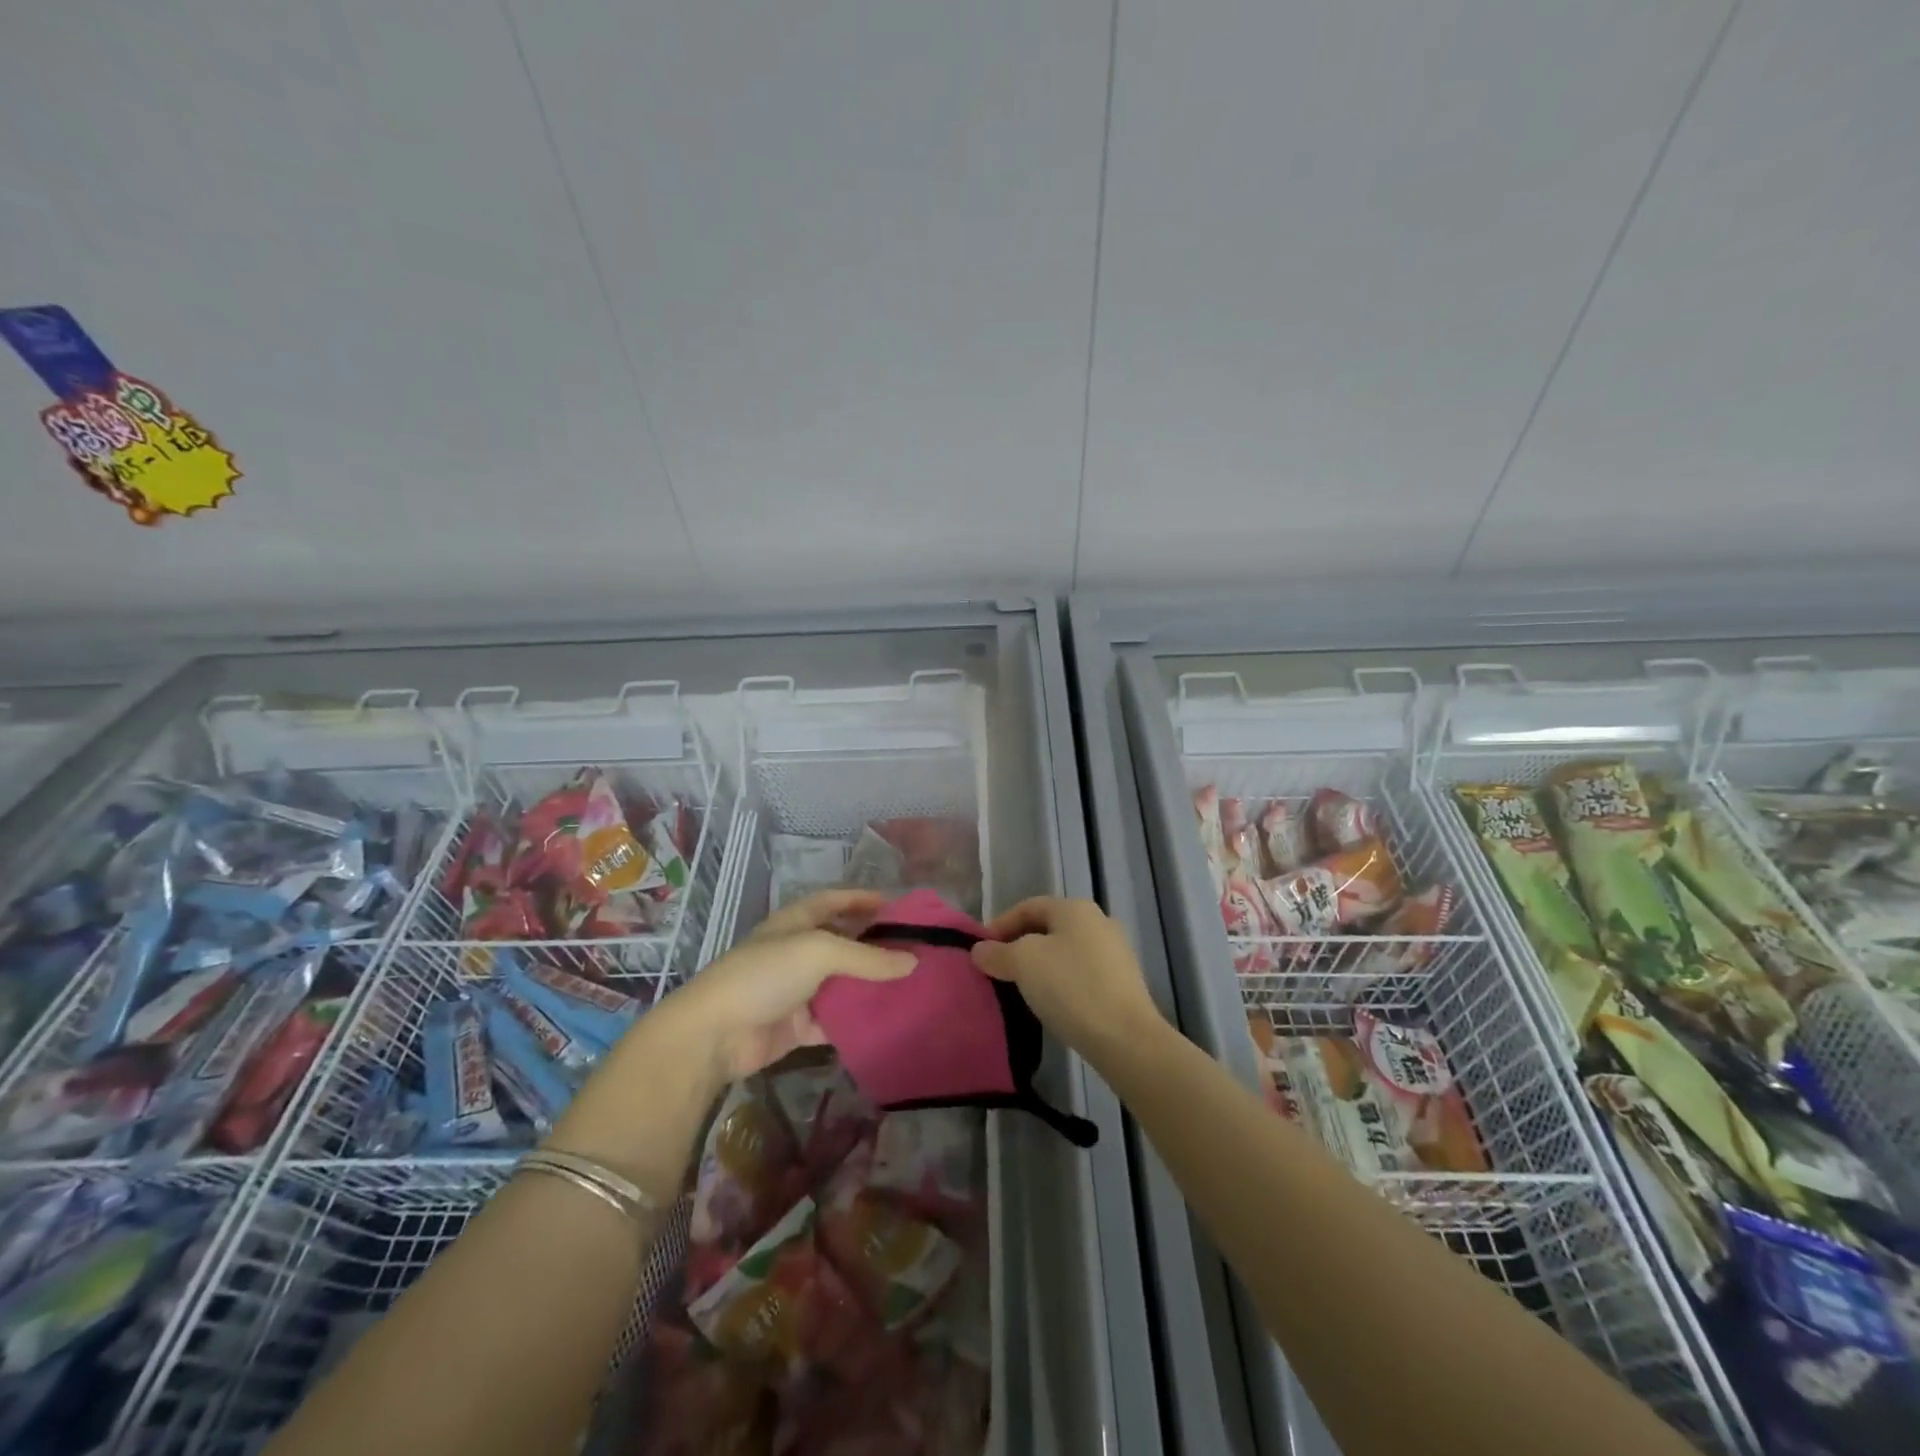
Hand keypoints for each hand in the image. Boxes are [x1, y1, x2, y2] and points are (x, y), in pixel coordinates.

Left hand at [667, 889, 914, 1079]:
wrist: (715, 1034)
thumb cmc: (765, 975)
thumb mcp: (819, 952)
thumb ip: (867, 957)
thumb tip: (913, 961)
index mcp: (796, 922)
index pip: (833, 901)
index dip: (861, 899)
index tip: (897, 905)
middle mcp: (797, 952)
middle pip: (842, 942)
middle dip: (874, 944)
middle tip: (915, 949)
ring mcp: (797, 990)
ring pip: (842, 983)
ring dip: (870, 984)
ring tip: (911, 984)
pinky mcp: (798, 1026)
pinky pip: (835, 1020)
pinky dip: (857, 1020)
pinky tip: (887, 1020)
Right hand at [971, 897, 1163, 1064]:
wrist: (1126, 1038)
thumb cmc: (1070, 987)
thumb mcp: (1023, 964)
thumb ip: (998, 953)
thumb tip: (980, 951)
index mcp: (1075, 908)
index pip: (1028, 906)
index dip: (1000, 925)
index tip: (981, 950)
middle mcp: (1099, 922)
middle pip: (1048, 928)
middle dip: (1019, 946)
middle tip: (997, 969)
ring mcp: (1115, 953)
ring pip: (1065, 952)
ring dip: (1040, 966)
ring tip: (1019, 989)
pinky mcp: (1123, 983)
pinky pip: (1081, 974)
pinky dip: (1060, 983)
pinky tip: (1050, 1004)